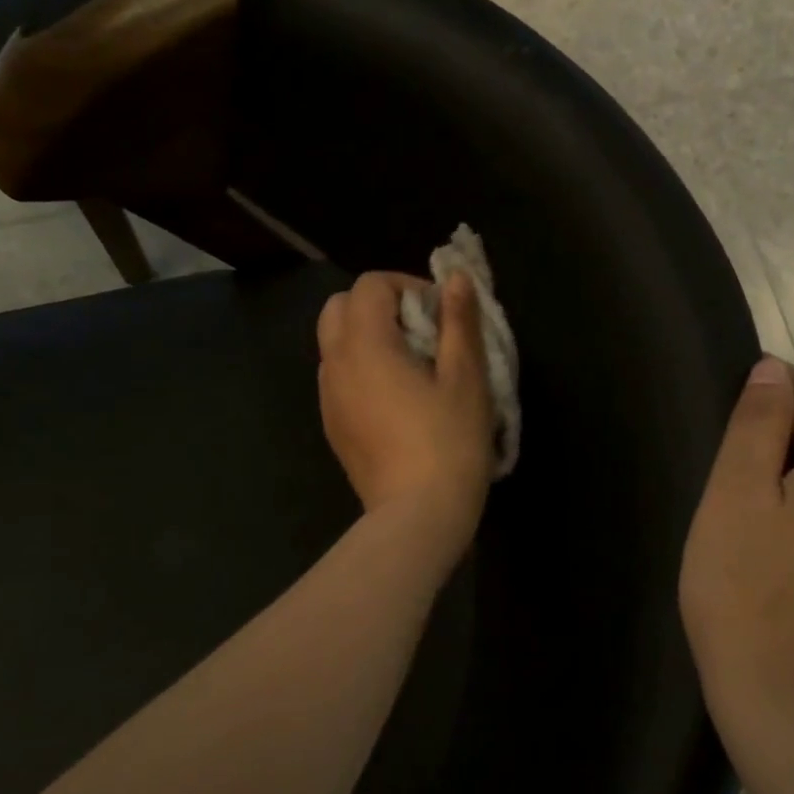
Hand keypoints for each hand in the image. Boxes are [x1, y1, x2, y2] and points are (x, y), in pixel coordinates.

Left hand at [317, 271, 494, 552]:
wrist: (418, 515)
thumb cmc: (449, 442)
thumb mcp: (466, 377)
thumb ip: (459, 321)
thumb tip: (455, 278)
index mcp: (364, 344)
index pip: (371, 285)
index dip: (408, 286)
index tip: (441, 314)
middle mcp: (335, 364)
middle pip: (340, 307)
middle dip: (379, 306)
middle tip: (422, 332)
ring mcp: (328, 397)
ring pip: (335, 343)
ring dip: (368, 336)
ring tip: (412, 365)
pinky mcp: (332, 426)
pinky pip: (338, 377)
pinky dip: (361, 368)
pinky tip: (397, 399)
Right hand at [680, 357, 793, 719]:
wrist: (784, 697)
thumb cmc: (745, 587)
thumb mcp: (736, 494)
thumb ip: (757, 424)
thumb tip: (773, 371)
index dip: (763, 400)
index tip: (723, 432)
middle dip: (775, 445)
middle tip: (726, 491)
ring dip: (790, 483)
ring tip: (747, 524)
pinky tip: (777, 553)